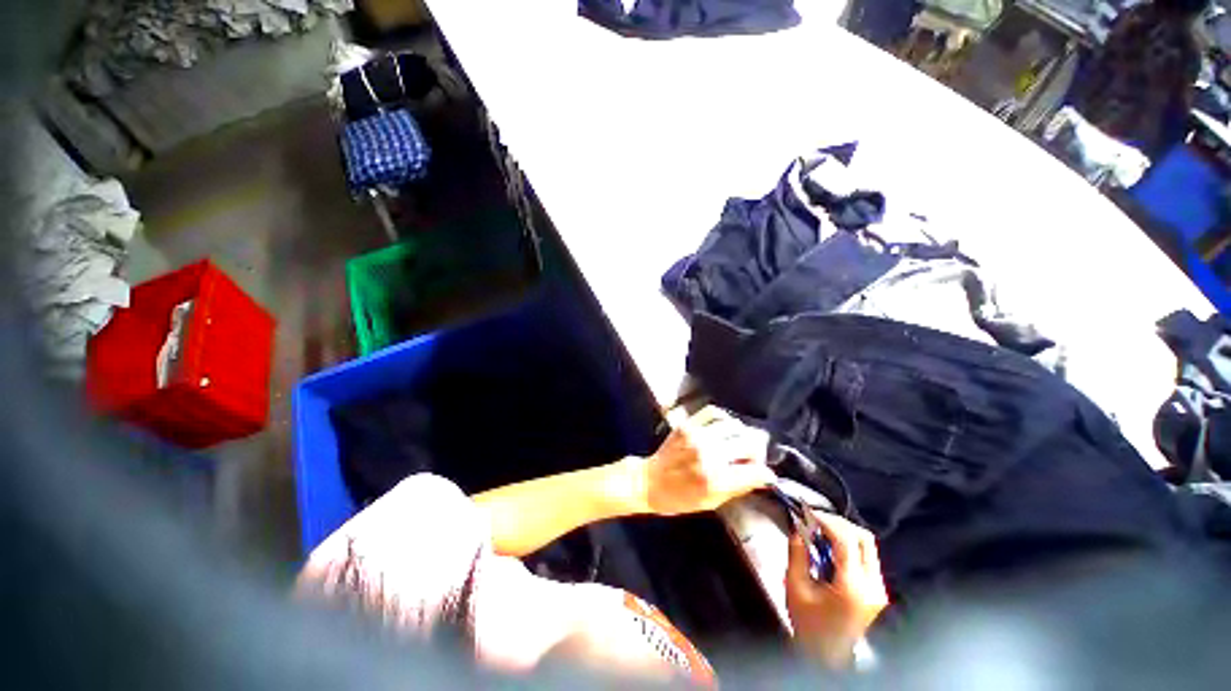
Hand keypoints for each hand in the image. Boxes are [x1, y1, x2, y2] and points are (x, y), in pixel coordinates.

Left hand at [632, 406, 774, 515]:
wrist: (649, 482)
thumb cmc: (679, 499)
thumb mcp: (711, 503)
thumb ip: (738, 488)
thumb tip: (763, 477)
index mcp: (716, 480)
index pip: (756, 471)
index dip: (765, 474)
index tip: (764, 475)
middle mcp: (709, 454)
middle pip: (749, 442)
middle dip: (757, 452)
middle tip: (752, 458)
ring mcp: (698, 435)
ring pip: (735, 425)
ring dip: (742, 435)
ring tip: (738, 443)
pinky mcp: (688, 425)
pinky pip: (714, 412)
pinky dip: (725, 418)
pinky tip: (725, 428)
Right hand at [785, 511, 888, 668]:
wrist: (827, 656)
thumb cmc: (808, 624)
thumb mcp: (796, 586)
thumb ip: (797, 553)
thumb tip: (797, 526)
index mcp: (852, 587)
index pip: (847, 539)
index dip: (827, 520)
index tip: (807, 513)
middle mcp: (872, 585)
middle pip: (864, 538)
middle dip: (838, 523)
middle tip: (814, 521)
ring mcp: (879, 589)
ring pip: (868, 545)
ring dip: (844, 532)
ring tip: (820, 532)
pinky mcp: (877, 590)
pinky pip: (867, 556)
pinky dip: (849, 545)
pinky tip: (830, 549)